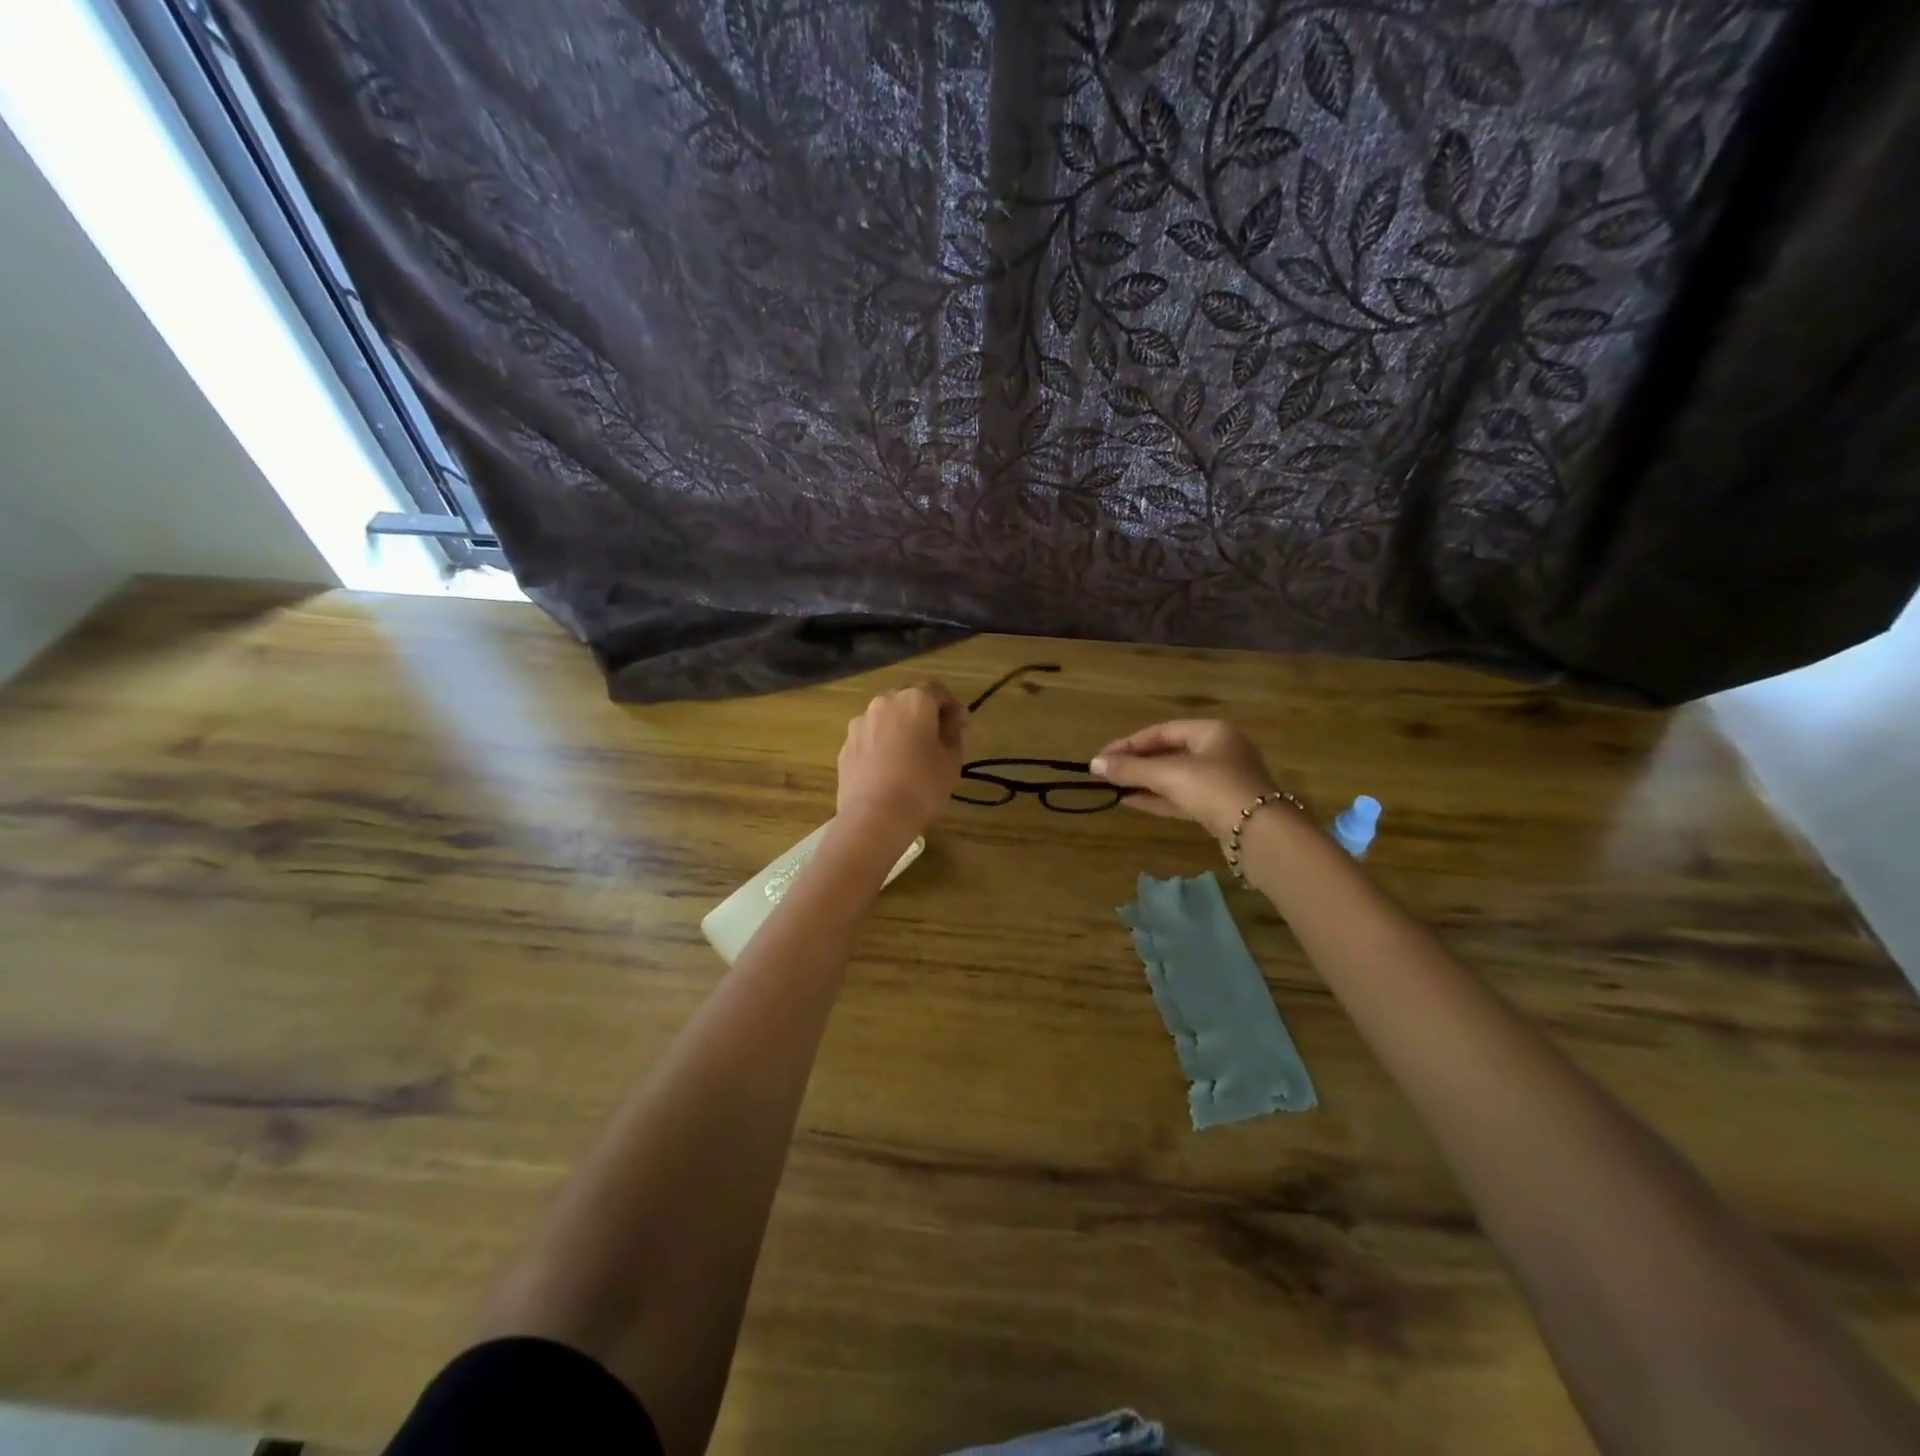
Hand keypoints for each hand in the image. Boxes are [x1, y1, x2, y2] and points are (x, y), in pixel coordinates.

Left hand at [836, 683, 966, 839]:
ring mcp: (859, 724)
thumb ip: (953, 732)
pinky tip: (889, 769)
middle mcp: (883, 704)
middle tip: (937, 737)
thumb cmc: (922, 785)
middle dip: (924, 714)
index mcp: (913, 700)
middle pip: (908, 700)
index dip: (952, 705)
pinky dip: (881, 746)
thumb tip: (949, 721)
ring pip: (886, 718)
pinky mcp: (845, 746)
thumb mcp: (952, 759)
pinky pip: (870, 738)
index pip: (937, 690)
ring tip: (910, 755)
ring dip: (900, 729)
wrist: (875, 817)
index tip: (961, 724)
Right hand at [1090, 720, 1279, 839]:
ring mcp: (1222, 781)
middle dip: (1137, 763)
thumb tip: (1094, 764)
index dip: (1129, 743)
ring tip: (1114, 787)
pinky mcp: (1220, 808)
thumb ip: (1131, 769)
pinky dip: (1158, 798)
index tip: (1102, 757)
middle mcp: (1219, 751)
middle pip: (1169, 752)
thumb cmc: (1214, 789)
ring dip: (1145, 782)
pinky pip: (1182, 797)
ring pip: (1175, 777)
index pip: (1162, 731)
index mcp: (1212, 732)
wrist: (1260, 833)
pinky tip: (1132, 801)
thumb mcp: (1169, 775)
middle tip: (1106, 772)